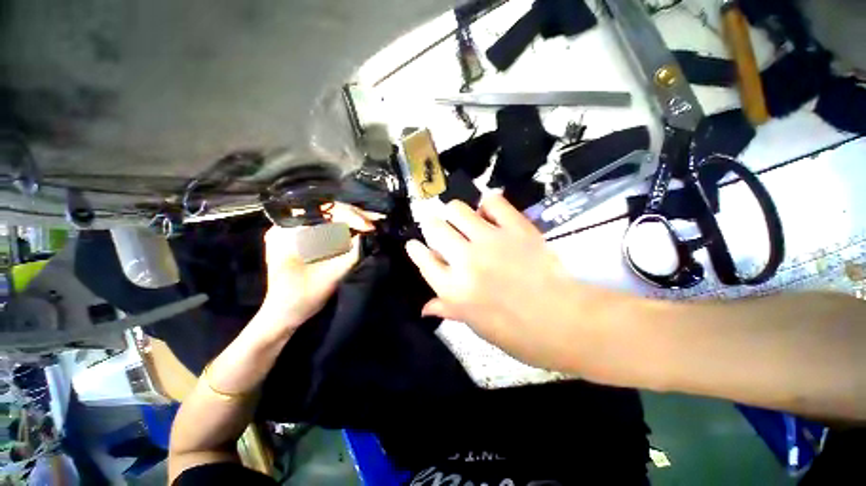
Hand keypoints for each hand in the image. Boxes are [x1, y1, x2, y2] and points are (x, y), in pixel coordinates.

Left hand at [259, 203, 381, 334]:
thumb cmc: (302, 297)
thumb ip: (352, 253)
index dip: (348, 216)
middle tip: (376, 220)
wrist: (284, 314)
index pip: (321, 211)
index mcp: (286, 232)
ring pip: (327, 216)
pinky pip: (326, 225)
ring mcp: (294, 230)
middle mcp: (287, 225)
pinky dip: (344, 227)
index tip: (368, 227)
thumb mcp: (331, 275)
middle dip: (353, 216)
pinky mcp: (302, 238)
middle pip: (325, 210)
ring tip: (372, 222)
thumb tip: (369, 233)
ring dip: (351, 219)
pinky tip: (360, 227)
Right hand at [405, 194, 590, 371]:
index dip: (416, 249)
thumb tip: (425, 308)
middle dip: (431, 225)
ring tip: (462, 220)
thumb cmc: (518, 333)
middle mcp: (465, 261)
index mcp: (453, 289)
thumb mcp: (477, 326)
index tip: (414, 244)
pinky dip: (488, 204)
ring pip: (457, 210)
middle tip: (438, 228)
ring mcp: (490, 241)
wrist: (564, 322)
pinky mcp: (515, 228)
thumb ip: (449, 309)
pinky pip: (493, 202)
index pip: (424, 260)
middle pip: (435, 229)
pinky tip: (489, 214)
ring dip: (454, 213)